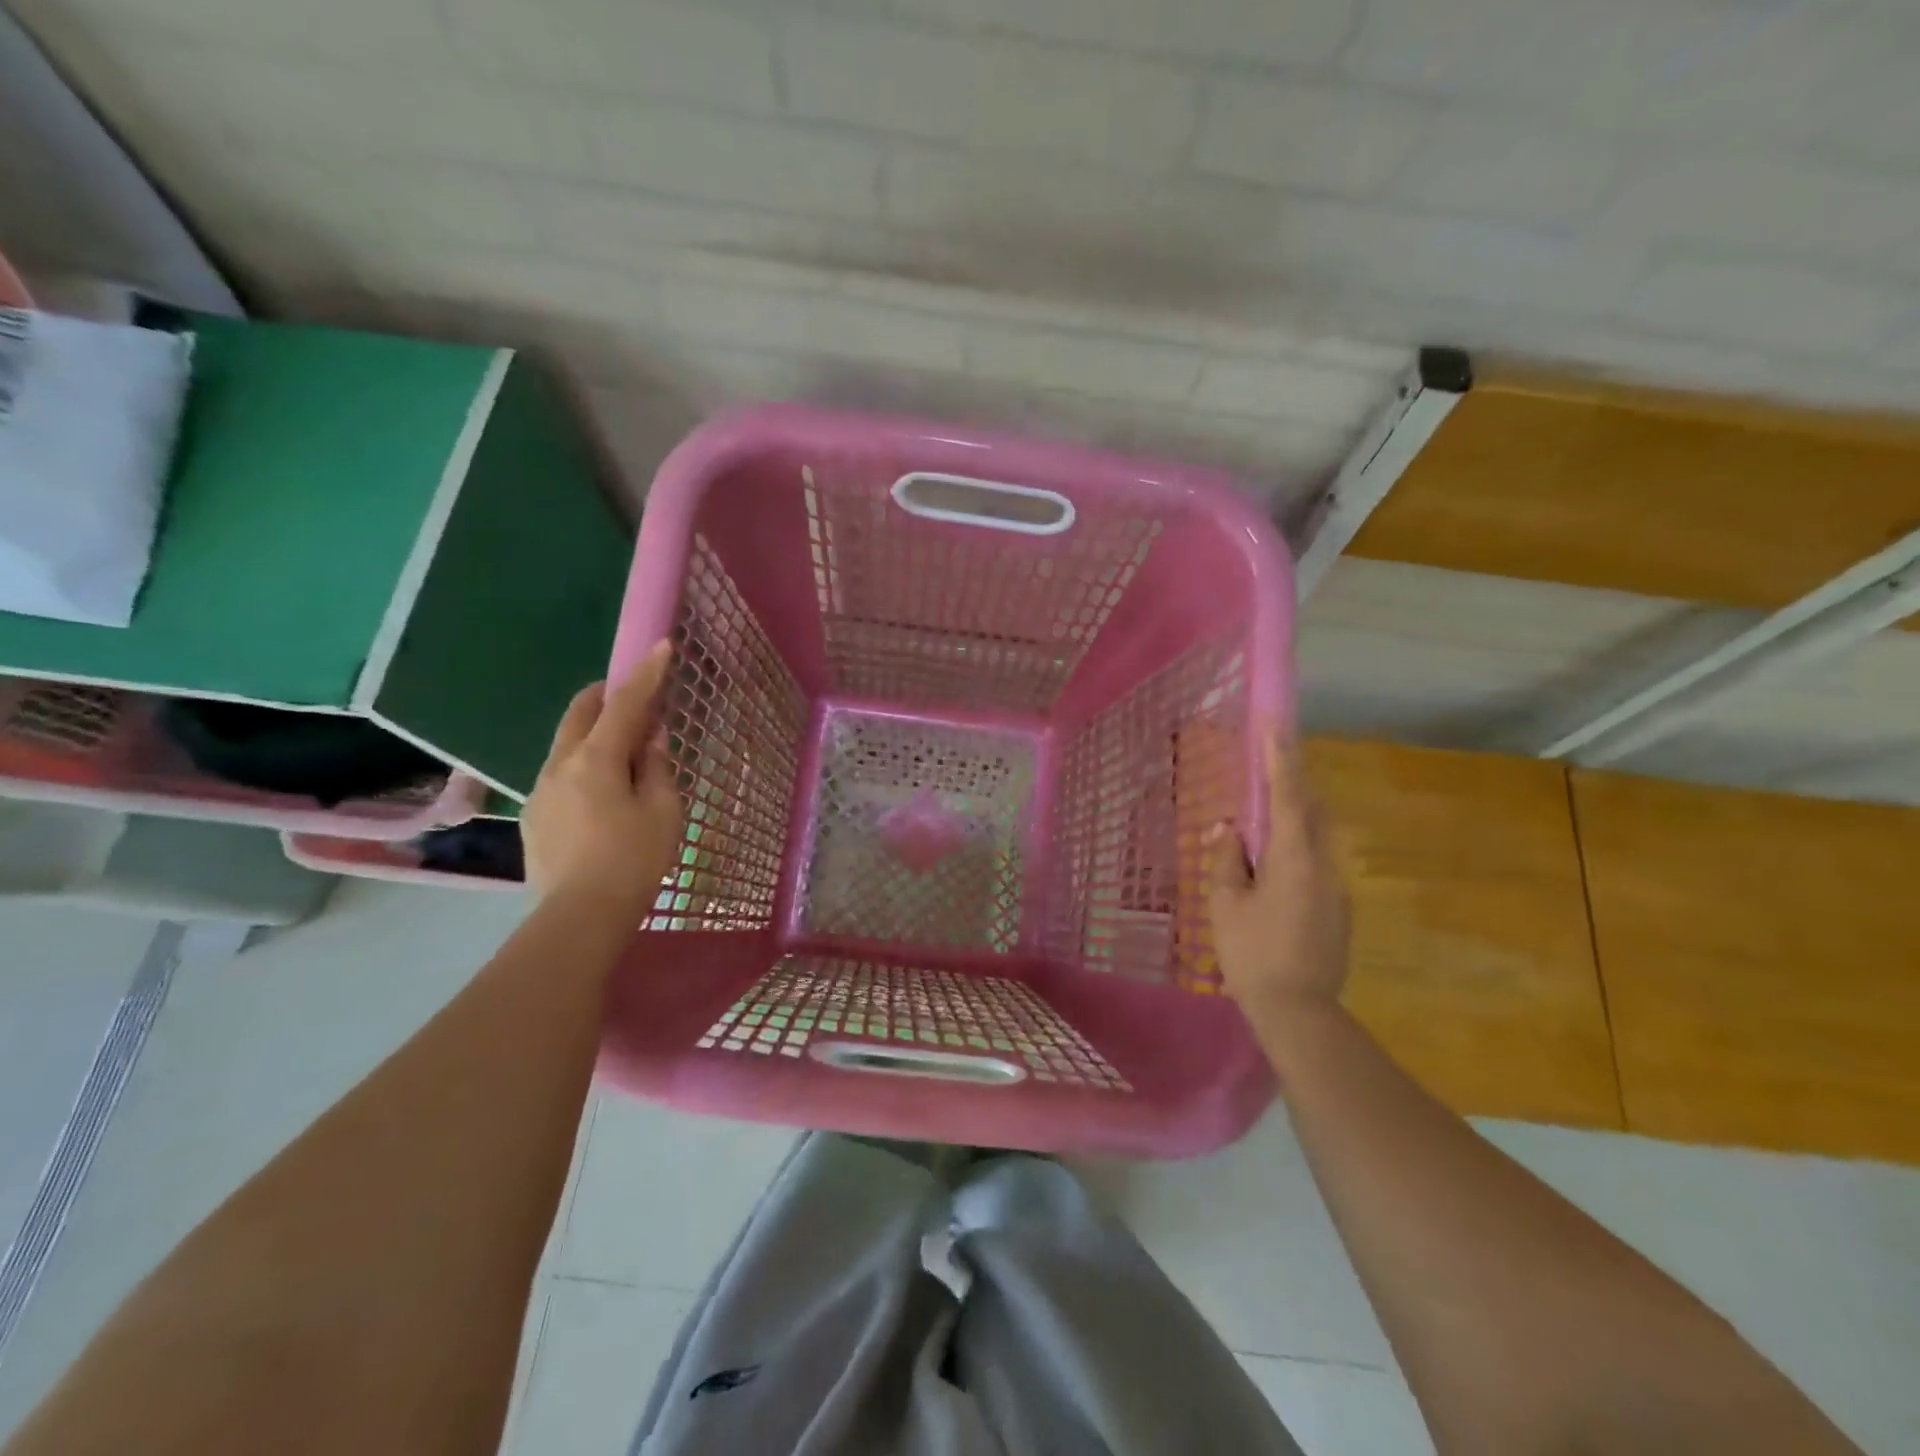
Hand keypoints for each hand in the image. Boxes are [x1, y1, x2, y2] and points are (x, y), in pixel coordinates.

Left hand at [523, 639, 683, 918]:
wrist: (579, 918)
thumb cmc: (632, 861)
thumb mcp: (663, 811)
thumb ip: (656, 767)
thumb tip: (651, 737)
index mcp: (595, 760)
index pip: (624, 704)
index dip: (646, 674)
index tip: (661, 646)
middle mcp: (559, 765)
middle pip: (580, 714)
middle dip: (606, 694)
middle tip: (634, 694)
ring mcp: (540, 791)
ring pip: (567, 744)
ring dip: (594, 732)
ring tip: (623, 749)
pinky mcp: (535, 817)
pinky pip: (561, 773)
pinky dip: (584, 763)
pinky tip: (603, 791)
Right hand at [1207, 725, 1350, 1022]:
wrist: (1299, 1012)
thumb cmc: (1252, 953)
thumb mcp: (1225, 904)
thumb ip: (1227, 860)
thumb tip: (1229, 830)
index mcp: (1294, 858)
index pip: (1288, 795)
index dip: (1281, 757)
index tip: (1276, 723)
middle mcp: (1324, 865)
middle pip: (1312, 811)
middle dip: (1292, 784)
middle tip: (1267, 768)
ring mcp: (1336, 888)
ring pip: (1316, 838)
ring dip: (1293, 820)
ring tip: (1261, 825)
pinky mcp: (1338, 910)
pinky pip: (1316, 863)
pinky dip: (1295, 851)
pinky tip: (1271, 875)